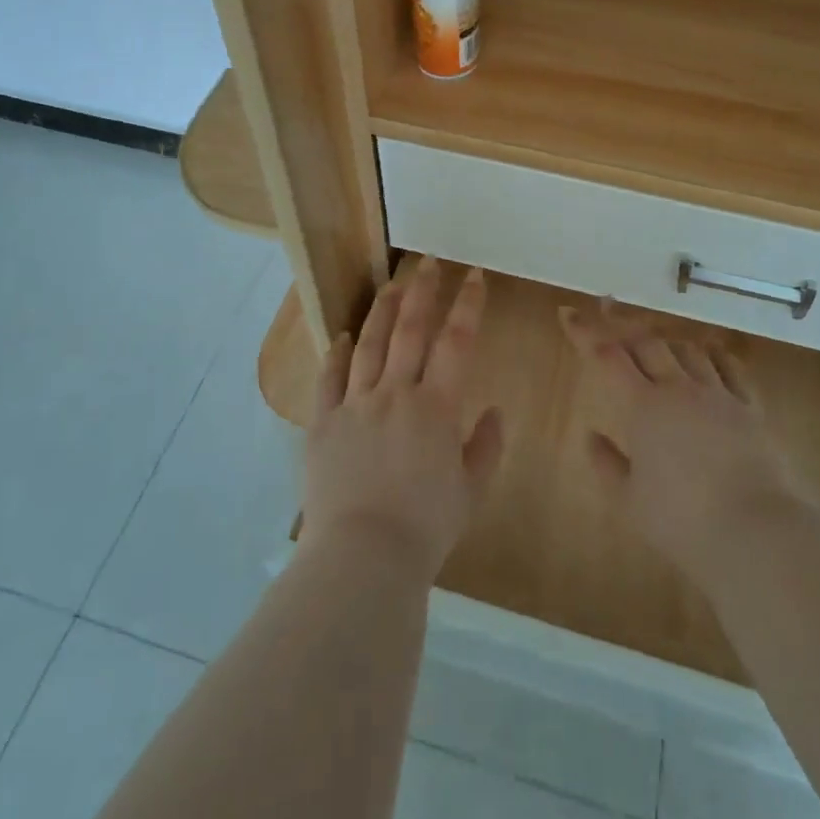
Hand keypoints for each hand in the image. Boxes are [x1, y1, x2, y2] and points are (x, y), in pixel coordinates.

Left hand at [300, 257, 504, 582]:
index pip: (456, 342)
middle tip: (428, 263)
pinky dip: (337, 353)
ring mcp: (355, 404)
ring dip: (381, 311)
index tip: (472, 275)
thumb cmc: (426, 527)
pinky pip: (329, 378)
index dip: (467, 305)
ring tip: (390, 285)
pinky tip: (343, 336)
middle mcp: (395, 393)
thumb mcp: (470, 492)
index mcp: (436, 407)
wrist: (363, 556)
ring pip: (369, 345)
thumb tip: (495, 411)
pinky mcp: (324, 422)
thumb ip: (486, 447)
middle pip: (409, 330)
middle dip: (422, 292)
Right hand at [560, 304, 799, 587]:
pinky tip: (707, 354)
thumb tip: (591, 436)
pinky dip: (711, 354)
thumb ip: (607, 464)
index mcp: (643, 407)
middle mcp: (678, 389)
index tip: (568, 312)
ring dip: (666, 342)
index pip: (607, 357)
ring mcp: (717, 395)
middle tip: (610, 320)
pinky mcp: (750, 407)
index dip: (585, 333)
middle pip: (648, 343)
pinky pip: (729, 367)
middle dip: (625, 328)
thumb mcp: (630, 502)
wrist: (757, 531)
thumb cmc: (683, 521)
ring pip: (687, 349)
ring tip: (657, 344)